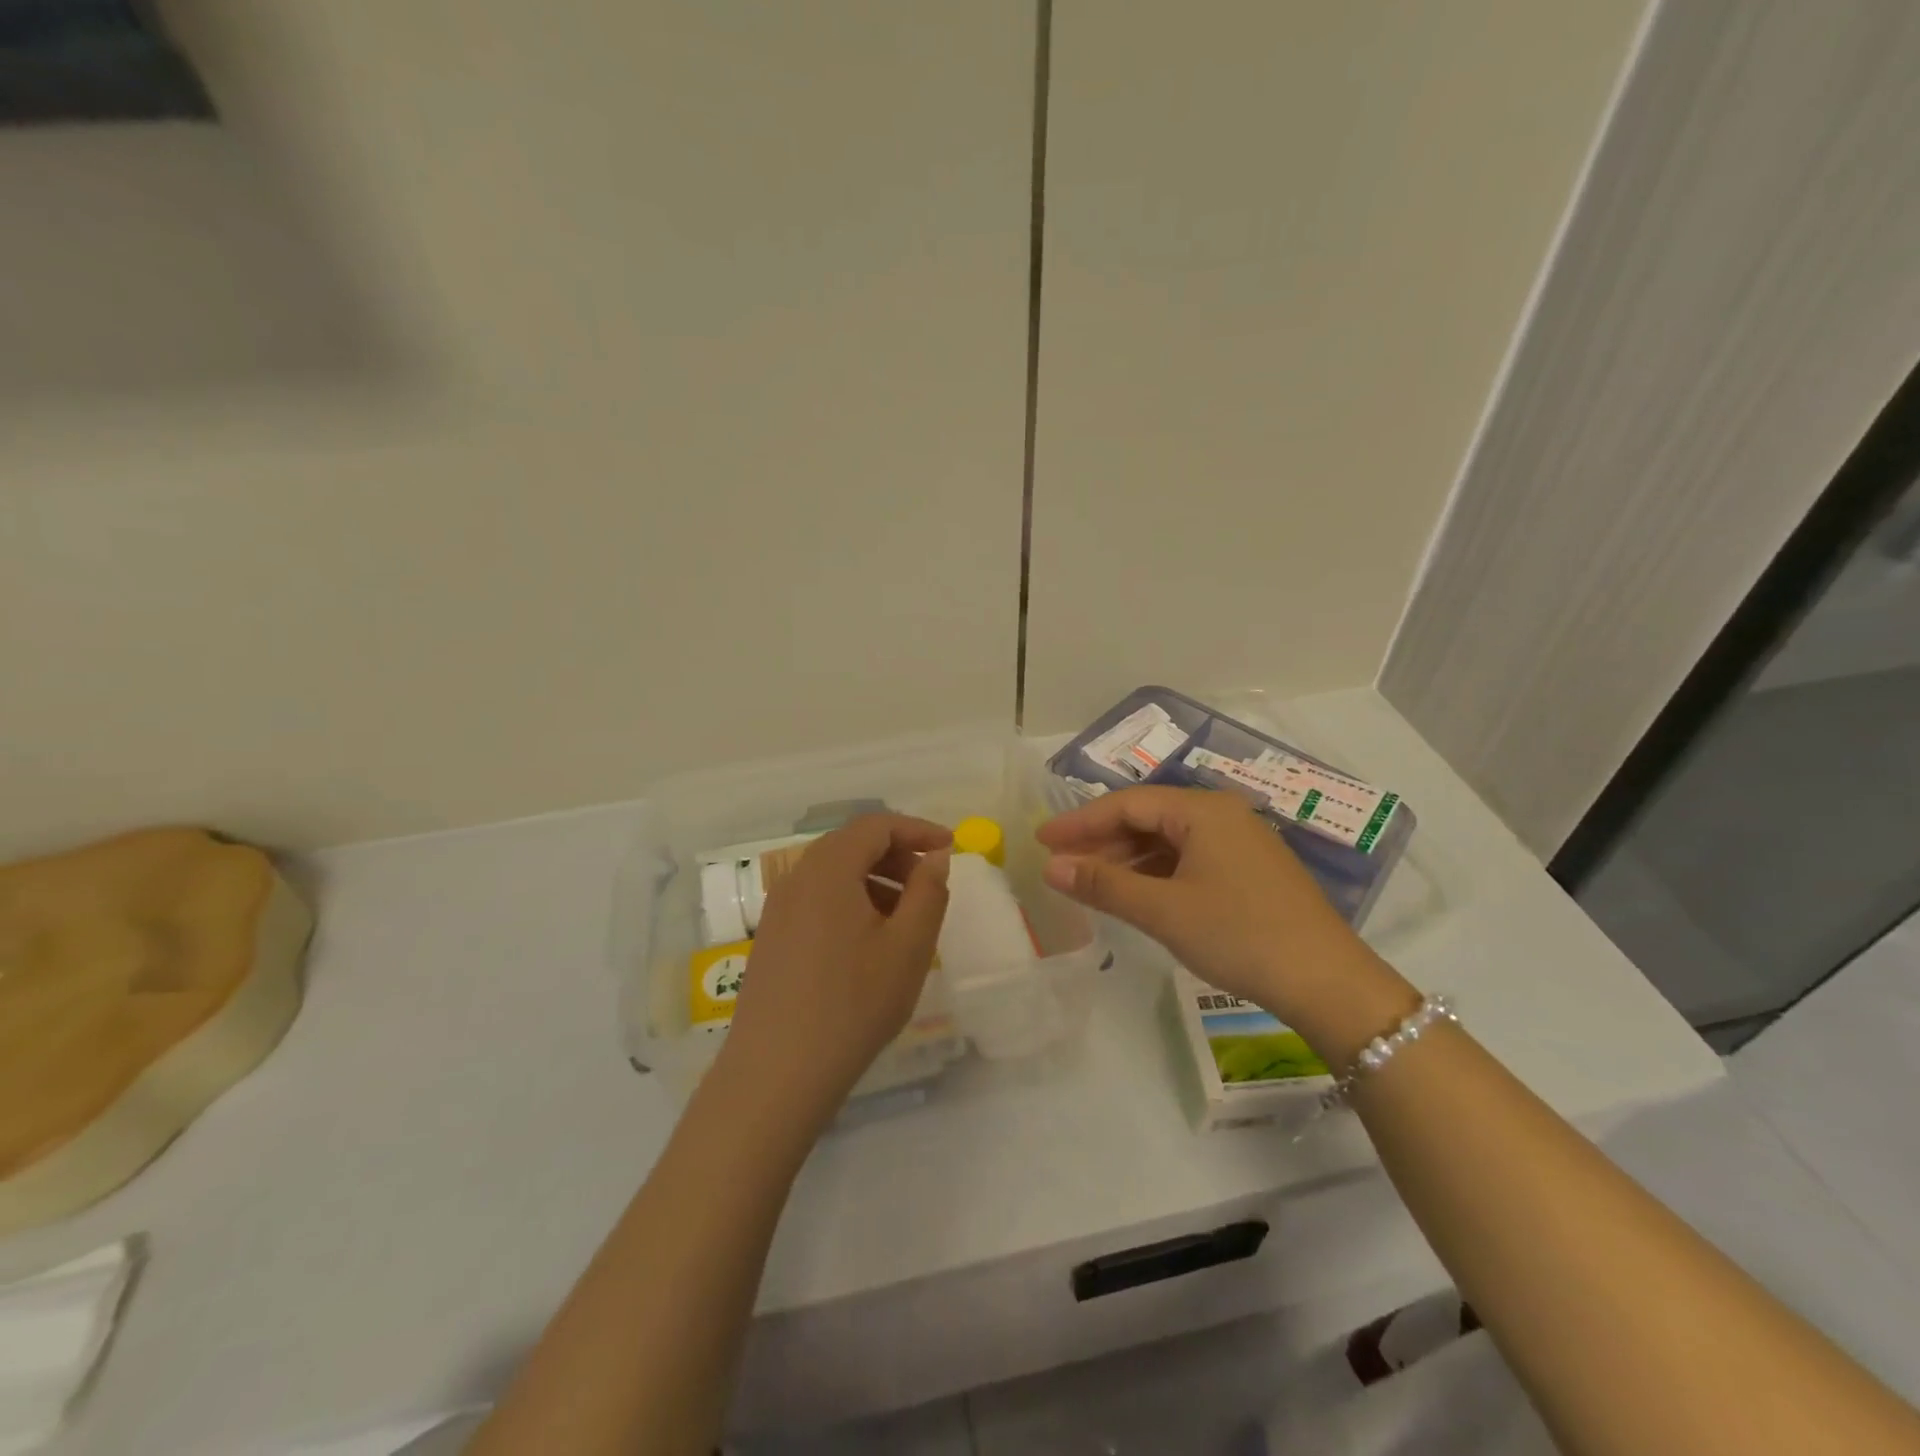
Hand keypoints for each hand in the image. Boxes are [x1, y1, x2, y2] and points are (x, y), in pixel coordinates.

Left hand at [717, 813, 951, 1125]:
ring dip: (875, 880)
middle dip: (897, 854)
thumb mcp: (908, 947)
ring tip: (905, 918)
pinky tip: (870, 942)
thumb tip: (935, 857)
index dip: (917, 829)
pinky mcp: (771, 938)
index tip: (950, 847)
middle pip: (851, 844)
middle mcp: (796, 878)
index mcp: (828, 869)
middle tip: (930, 883)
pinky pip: (816, 899)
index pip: (876, 825)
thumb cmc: (853, 1004)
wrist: (776, 1074)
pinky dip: (850, 901)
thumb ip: (928, 892)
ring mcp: (778, 909)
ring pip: (833, 873)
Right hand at [1038, 787, 1412, 1045]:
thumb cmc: (1240, 935)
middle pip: (1148, 817)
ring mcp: (1240, 842)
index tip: (1042, 840)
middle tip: (1060, 863)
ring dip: (1127, 859)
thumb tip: (1051, 868)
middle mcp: (1222, 814)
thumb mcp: (1164, 911)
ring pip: (1168, 840)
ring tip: (1089, 881)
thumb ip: (1104, 884)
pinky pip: (1189, 858)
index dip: (1080, 821)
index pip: (1127, 804)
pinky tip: (1135, 893)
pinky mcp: (1250, 870)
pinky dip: (1156, 873)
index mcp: (1203, 810)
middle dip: (1101, 840)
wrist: (1328, 983)